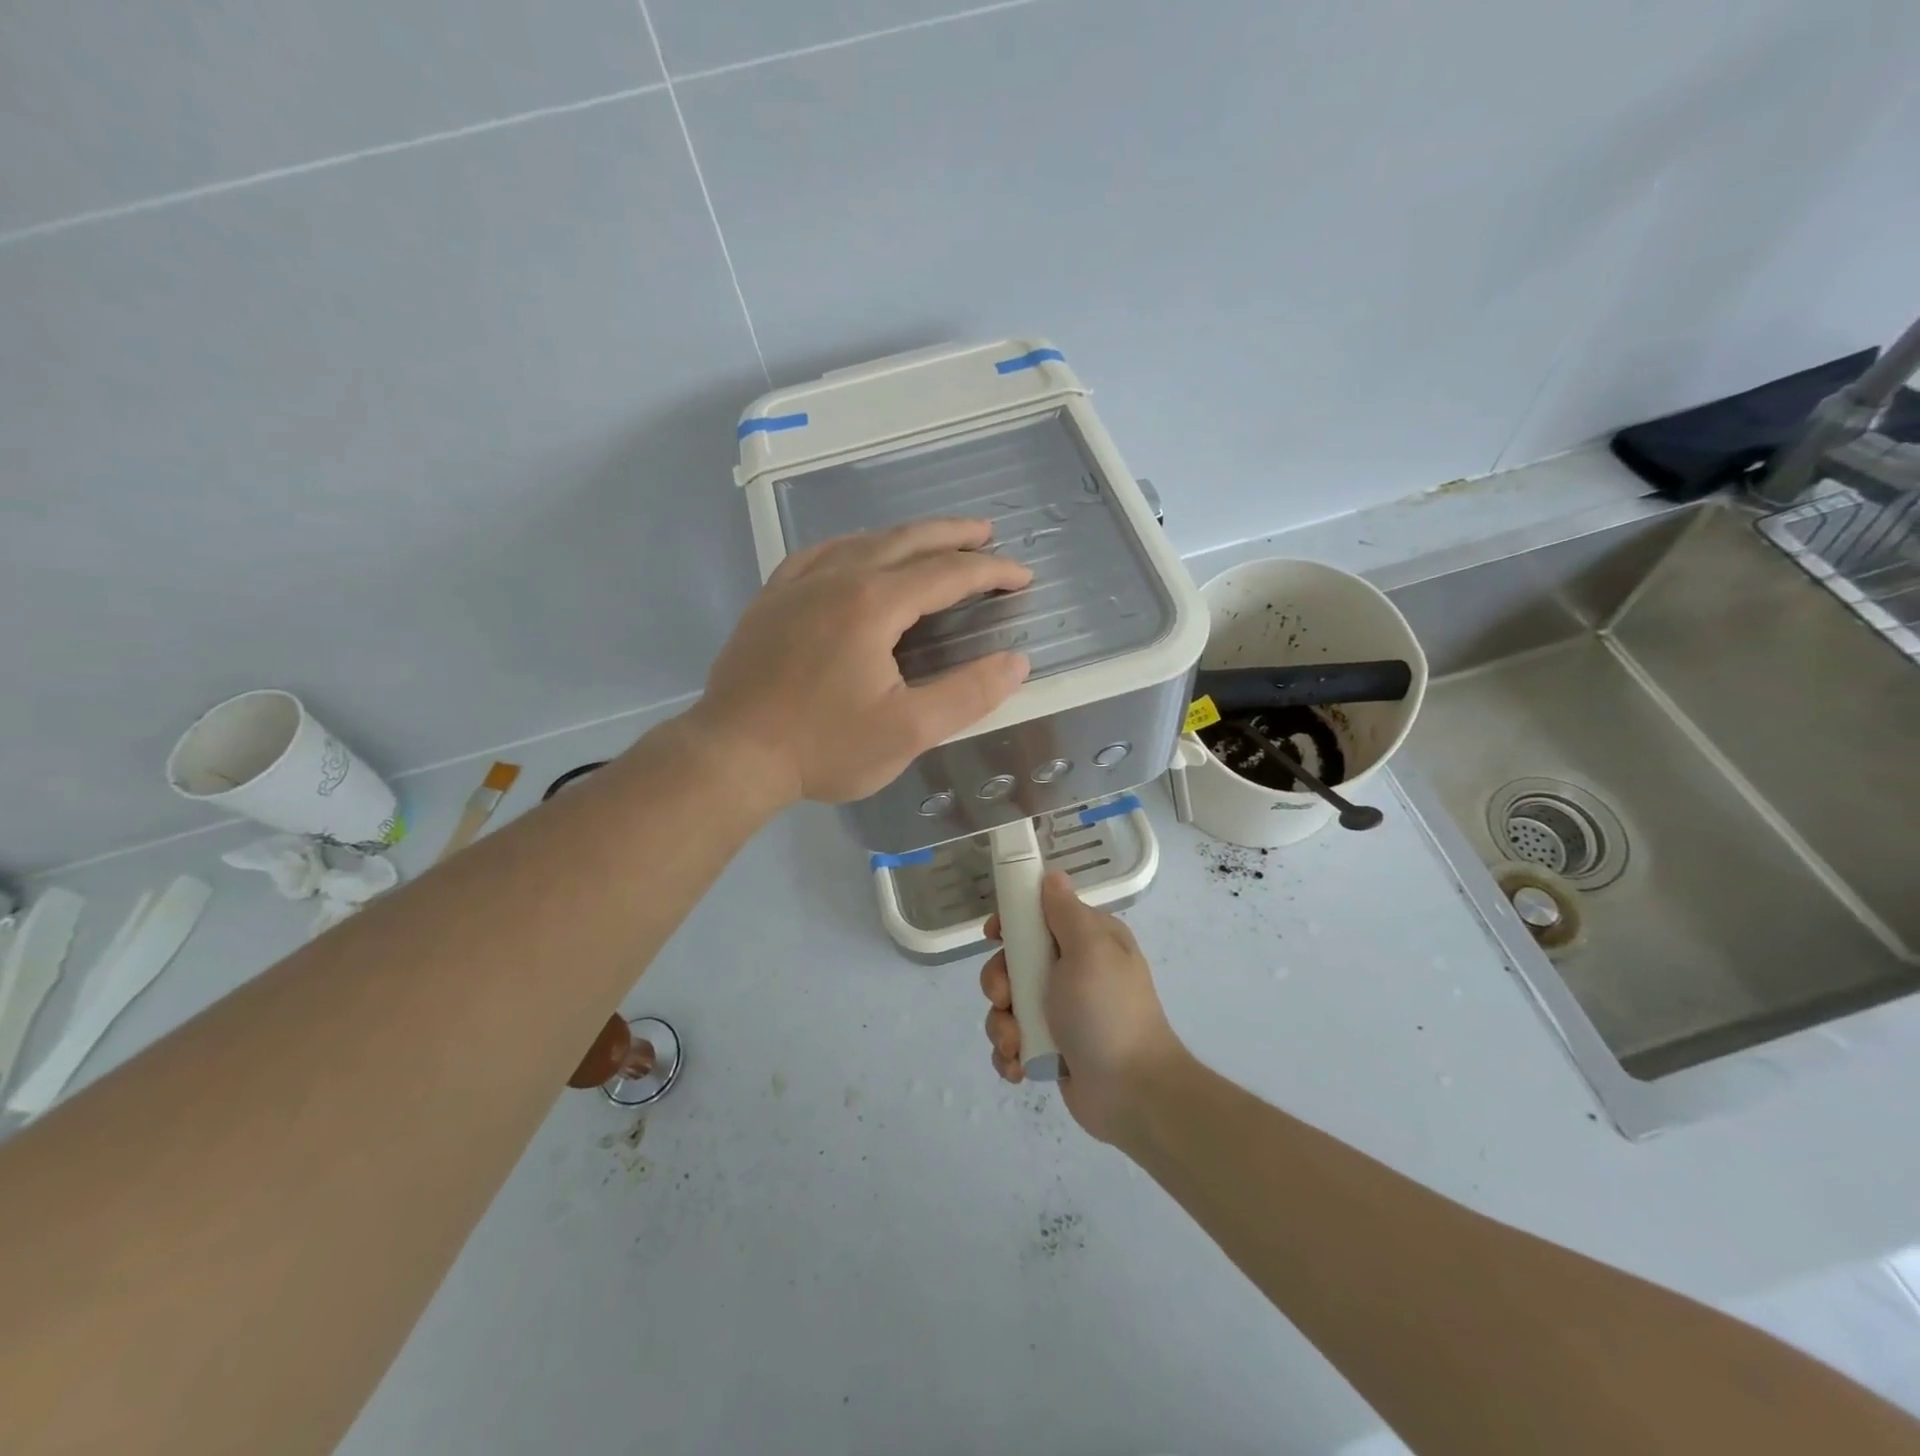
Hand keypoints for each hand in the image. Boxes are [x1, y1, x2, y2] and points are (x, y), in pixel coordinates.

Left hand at [692, 519, 1031, 805]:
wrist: (731, 755)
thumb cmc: (824, 747)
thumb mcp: (908, 731)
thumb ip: (968, 694)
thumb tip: (1015, 663)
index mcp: (873, 603)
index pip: (947, 573)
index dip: (991, 571)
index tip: (1022, 577)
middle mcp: (836, 578)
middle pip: (906, 540)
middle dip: (953, 535)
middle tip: (988, 534)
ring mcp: (797, 584)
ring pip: (862, 541)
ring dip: (906, 537)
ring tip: (933, 541)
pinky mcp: (772, 599)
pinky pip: (820, 554)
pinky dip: (853, 545)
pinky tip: (856, 553)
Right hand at [980, 872, 1186, 1143]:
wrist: (1133, 1093)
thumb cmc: (1108, 1012)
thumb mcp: (1089, 950)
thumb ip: (1065, 912)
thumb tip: (1052, 876)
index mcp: (1087, 940)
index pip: (1039, 915)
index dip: (1011, 922)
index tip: (994, 936)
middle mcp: (1073, 971)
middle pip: (1013, 962)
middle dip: (999, 983)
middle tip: (1005, 999)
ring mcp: (1060, 1012)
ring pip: (1007, 1005)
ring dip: (1002, 1025)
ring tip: (1016, 1045)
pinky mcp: (1050, 1048)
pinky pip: (1013, 1041)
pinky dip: (1010, 1054)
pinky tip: (1019, 1067)